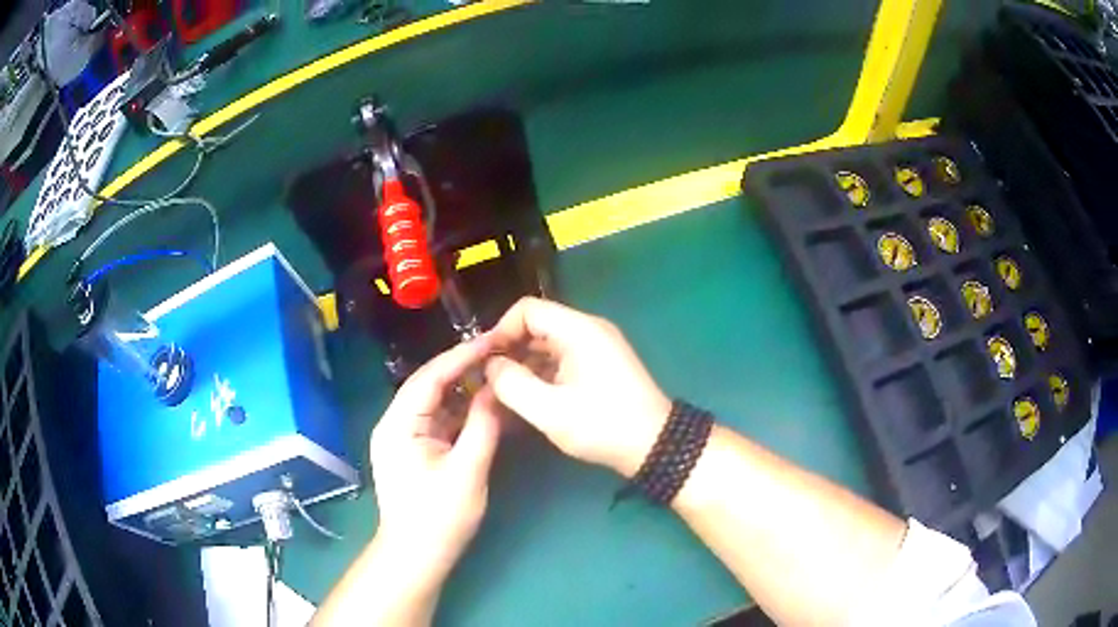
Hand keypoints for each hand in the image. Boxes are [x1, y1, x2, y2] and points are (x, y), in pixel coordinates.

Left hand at [369, 337, 501, 587]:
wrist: (417, 556)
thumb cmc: (438, 517)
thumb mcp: (467, 471)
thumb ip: (483, 426)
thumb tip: (496, 390)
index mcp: (398, 424)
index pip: (430, 377)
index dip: (461, 356)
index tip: (493, 339)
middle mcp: (395, 423)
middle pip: (431, 386)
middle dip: (464, 369)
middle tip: (500, 352)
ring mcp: (404, 437)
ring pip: (436, 403)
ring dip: (464, 390)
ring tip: (497, 373)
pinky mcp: (415, 450)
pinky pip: (439, 421)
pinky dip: (461, 413)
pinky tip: (485, 405)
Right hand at [485, 297, 670, 477]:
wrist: (655, 445)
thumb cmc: (602, 425)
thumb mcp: (549, 410)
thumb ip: (512, 384)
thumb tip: (491, 366)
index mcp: (578, 330)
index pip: (527, 310)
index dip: (500, 331)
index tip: (484, 360)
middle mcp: (588, 330)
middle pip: (537, 326)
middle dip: (509, 351)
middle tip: (488, 380)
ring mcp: (596, 348)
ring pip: (547, 346)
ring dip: (524, 365)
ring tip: (502, 394)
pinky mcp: (599, 366)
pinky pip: (561, 360)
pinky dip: (542, 375)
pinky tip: (526, 399)